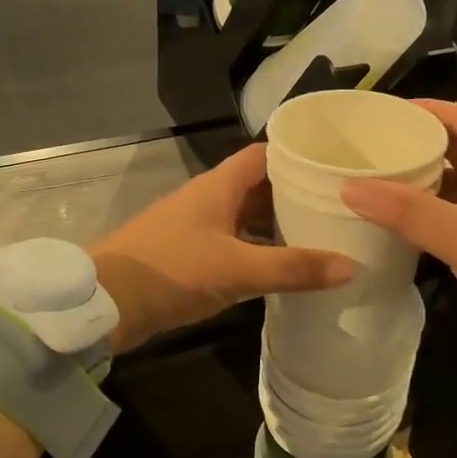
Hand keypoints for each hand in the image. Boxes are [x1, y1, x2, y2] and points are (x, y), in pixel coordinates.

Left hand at [91, 143, 353, 351]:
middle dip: (295, 194)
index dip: (298, 156)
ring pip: (247, 217)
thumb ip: (292, 268)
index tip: (335, 167)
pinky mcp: (191, 254)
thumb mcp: (237, 269)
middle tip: (339, 207)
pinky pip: (235, 243)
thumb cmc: (172, 270)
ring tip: (322, 237)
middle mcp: (210, 198)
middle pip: (260, 186)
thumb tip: (351, 266)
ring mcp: (198, 226)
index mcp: (219, 186)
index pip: (265, 155)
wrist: (105, 302)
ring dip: (278, 225)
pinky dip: (259, 250)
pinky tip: (283, 268)